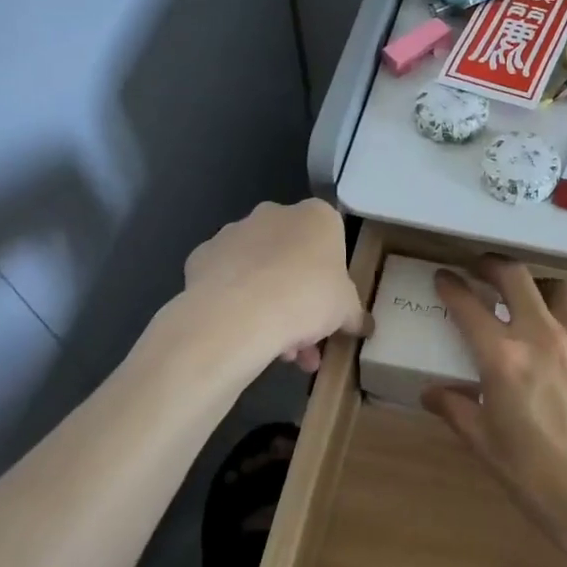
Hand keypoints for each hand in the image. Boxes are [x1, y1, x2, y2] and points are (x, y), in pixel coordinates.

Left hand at [182, 200, 368, 371]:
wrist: (239, 314)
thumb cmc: (307, 298)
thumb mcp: (346, 311)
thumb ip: (354, 314)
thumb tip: (365, 326)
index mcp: (316, 217)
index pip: (331, 238)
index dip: (332, 275)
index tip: (330, 306)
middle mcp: (274, 214)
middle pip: (292, 254)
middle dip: (299, 294)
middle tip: (305, 336)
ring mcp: (233, 232)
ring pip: (258, 269)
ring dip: (270, 304)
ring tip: (277, 351)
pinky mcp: (201, 256)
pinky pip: (226, 280)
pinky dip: (235, 302)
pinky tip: (242, 334)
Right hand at [422, 258, 566, 566]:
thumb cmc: (538, 478)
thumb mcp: (486, 445)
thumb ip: (456, 409)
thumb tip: (431, 393)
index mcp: (503, 358)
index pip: (467, 305)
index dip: (450, 285)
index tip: (443, 277)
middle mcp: (541, 335)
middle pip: (515, 275)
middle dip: (492, 265)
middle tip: (482, 270)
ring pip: (555, 290)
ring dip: (535, 289)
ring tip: (528, 304)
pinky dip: (565, 325)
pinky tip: (563, 352)